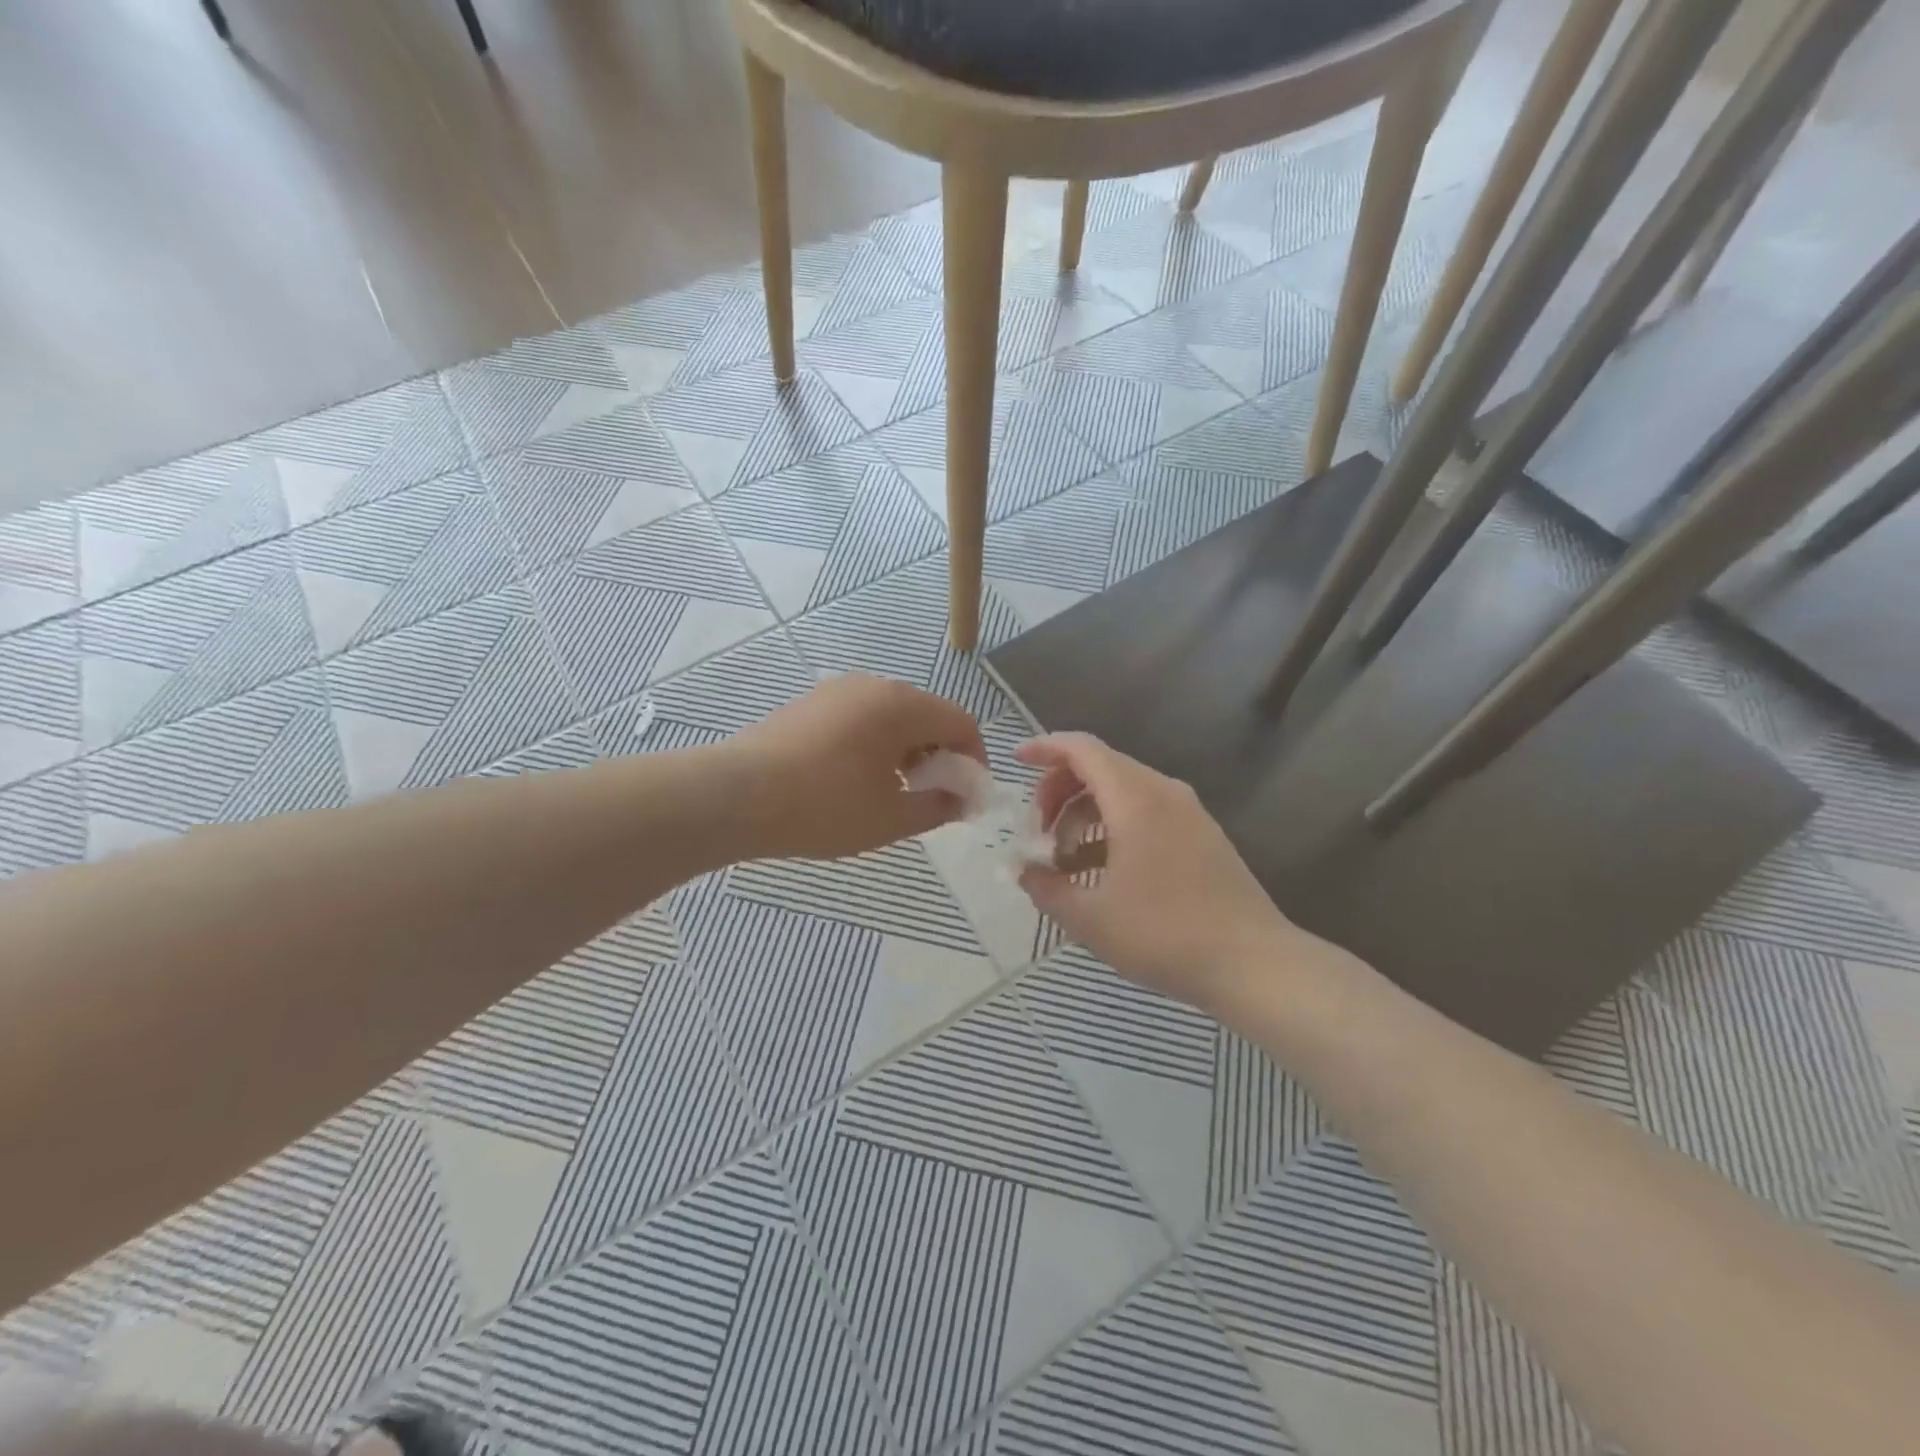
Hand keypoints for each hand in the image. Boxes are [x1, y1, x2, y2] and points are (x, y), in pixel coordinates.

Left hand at [730, 675, 985, 859]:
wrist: (735, 796)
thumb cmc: (824, 806)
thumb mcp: (890, 818)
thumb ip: (937, 807)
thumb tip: (961, 800)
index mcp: (901, 705)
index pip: (960, 722)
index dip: (974, 759)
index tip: (967, 796)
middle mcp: (873, 686)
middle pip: (927, 715)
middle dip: (939, 755)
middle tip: (931, 797)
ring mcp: (836, 691)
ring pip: (891, 717)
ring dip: (906, 751)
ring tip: (893, 793)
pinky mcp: (809, 704)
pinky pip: (859, 719)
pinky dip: (874, 744)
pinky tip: (854, 780)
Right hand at [1016, 732, 1320, 1015]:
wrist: (1253, 964)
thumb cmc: (1165, 935)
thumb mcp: (1090, 919)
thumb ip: (1046, 889)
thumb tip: (1025, 871)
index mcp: (1135, 799)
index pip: (1083, 749)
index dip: (1045, 748)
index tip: (1016, 761)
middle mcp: (1163, 792)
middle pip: (1101, 767)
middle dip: (1060, 791)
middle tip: (1038, 832)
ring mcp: (1188, 813)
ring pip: (1123, 792)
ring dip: (1085, 814)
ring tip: (1064, 861)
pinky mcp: (1202, 836)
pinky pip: (1146, 813)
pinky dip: (1114, 828)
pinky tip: (1100, 872)